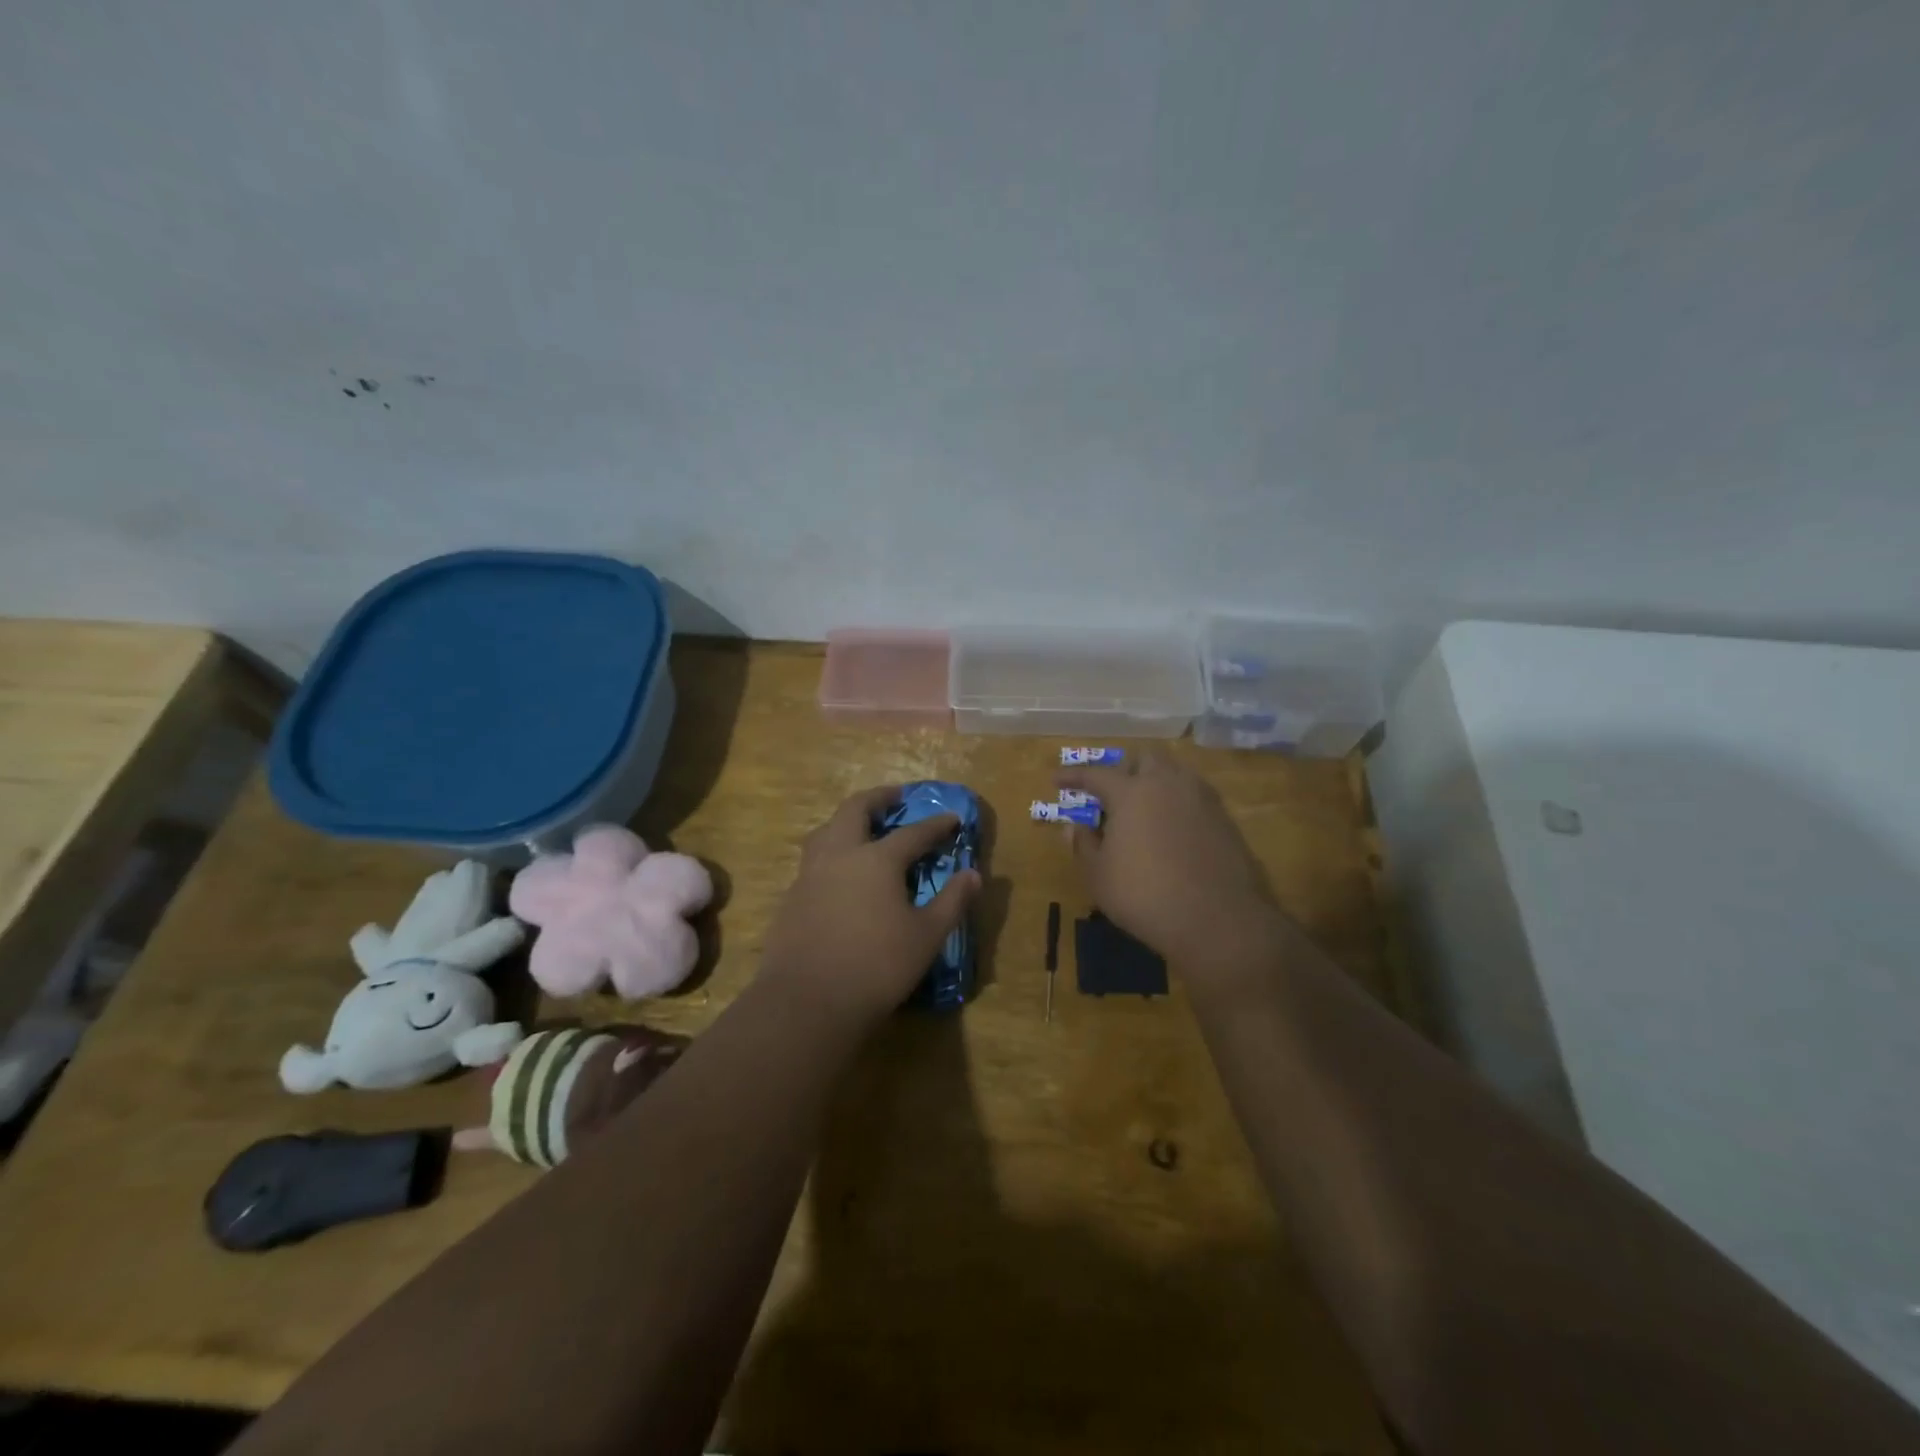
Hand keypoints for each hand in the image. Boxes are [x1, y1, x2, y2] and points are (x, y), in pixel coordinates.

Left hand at [759, 786, 980, 1019]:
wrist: (806, 1002)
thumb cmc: (877, 967)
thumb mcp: (926, 936)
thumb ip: (952, 901)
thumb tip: (973, 874)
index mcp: (876, 859)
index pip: (912, 833)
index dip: (935, 825)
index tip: (952, 818)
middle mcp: (840, 855)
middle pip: (855, 810)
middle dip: (878, 798)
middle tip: (895, 797)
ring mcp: (809, 875)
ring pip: (826, 831)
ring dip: (847, 821)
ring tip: (863, 830)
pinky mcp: (791, 898)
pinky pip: (813, 861)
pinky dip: (831, 853)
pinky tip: (840, 875)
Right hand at [1057, 751, 1289, 975]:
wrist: (1219, 920)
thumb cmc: (1144, 895)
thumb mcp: (1099, 876)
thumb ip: (1083, 845)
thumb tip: (1074, 827)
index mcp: (1132, 792)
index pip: (1096, 773)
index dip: (1074, 775)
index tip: (1057, 779)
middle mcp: (1168, 784)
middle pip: (1145, 759)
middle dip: (1125, 769)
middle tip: (1111, 793)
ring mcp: (1202, 799)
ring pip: (1175, 774)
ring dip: (1155, 782)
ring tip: (1143, 810)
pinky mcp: (1225, 820)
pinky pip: (1195, 798)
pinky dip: (1177, 804)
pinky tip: (1171, 829)